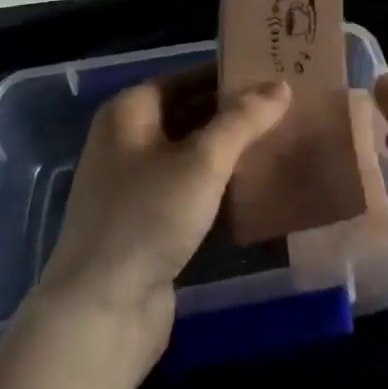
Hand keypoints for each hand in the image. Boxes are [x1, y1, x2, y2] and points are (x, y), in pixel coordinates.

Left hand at [30, 68, 288, 379]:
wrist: (101, 314)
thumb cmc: (148, 216)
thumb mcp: (202, 160)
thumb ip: (244, 120)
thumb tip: (281, 85)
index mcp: (128, 113)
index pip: (185, 78)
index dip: (226, 75)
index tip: (271, 74)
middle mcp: (127, 143)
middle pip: (189, 116)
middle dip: (234, 115)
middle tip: (286, 108)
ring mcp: (136, 187)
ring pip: (193, 157)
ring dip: (231, 153)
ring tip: (281, 142)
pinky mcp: (149, 226)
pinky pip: (192, 193)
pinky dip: (221, 189)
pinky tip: (260, 190)